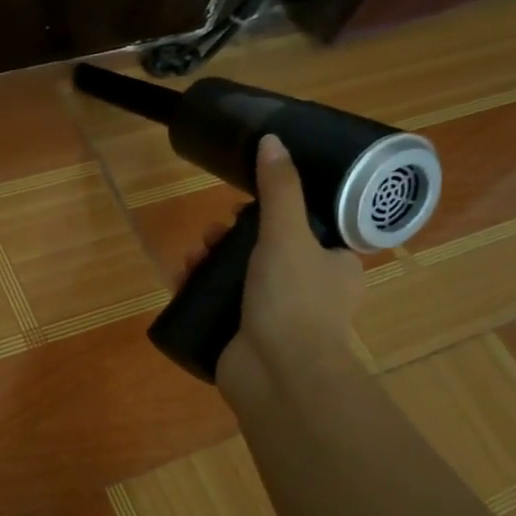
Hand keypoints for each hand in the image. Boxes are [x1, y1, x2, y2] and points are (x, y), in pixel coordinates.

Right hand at [203, 134, 364, 409]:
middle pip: (265, 252)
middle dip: (230, 238)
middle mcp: (309, 292)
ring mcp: (275, 319)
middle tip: (212, 231)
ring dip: (210, 261)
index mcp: (335, 267)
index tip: (242, 207)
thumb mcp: (288, 234)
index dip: (273, 214)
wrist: (278, 375)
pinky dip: (199, 291)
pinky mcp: (245, 338)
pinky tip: (180, 280)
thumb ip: (279, 189)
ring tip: (191, 255)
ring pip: (238, 278)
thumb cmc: (294, 299)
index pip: (307, 230)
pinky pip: (219, 305)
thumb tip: (272, 139)